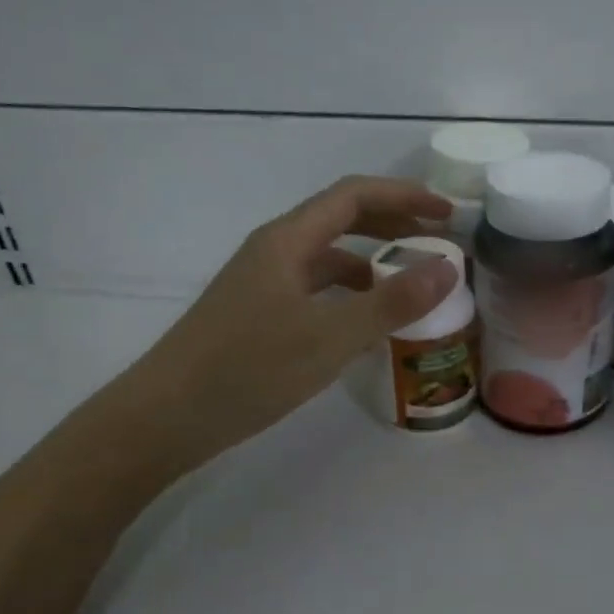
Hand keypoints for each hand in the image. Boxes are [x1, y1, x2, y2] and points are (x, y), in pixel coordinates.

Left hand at [127, 176, 458, 467]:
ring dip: (372, 262)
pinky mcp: (259, 315)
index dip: (404, 196)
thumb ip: (392, 302)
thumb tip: (448, 267)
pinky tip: (367, 325)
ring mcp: (263, 284)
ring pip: (328, 258)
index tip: (448, 214)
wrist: (166, 417)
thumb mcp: (331, 336)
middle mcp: (275, 251)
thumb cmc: (248, 369)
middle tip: (437, 243)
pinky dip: (350, 296)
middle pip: (341, 219)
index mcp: (288, 240)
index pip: (354, 195)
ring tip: (411, 287)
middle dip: (392, 223)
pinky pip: (315, 290)